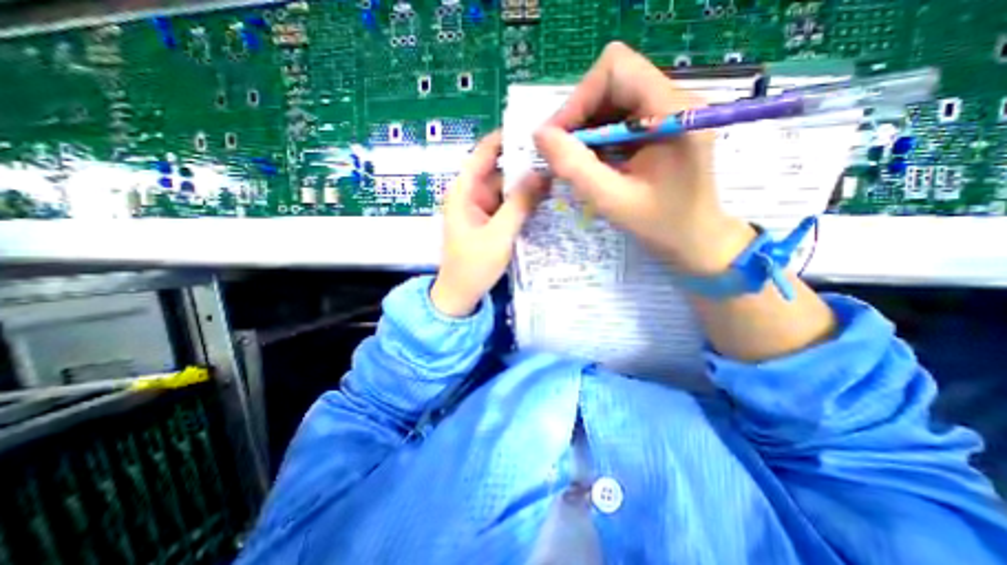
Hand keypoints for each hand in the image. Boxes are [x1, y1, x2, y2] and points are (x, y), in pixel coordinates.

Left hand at [428, 131, 546, 317]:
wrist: (461, 295)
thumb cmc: (473, 265)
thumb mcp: (499, 234)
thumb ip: (519, 203)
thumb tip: (542, 172)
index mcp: (464, 190)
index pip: (484, 152)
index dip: (507, 137)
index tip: (536, 128)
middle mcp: (472, 193)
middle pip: (500, 169)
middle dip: (525, 162)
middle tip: (558, 154)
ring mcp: (482, 207)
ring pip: (507, 187)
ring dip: (528, 183)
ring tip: (558, 172)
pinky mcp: (491, 220)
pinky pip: (509, 204)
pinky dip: (524, 200)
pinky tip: (546, 196)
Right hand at [534, 42, 754, 274]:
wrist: (696, 240)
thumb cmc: (661, 226)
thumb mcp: (613, 200)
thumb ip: (575, 167)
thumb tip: (540, 135)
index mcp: (672, 111)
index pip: (615, 69)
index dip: (578, 99)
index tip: (558, 138)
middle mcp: (674, 100)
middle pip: (612, 80)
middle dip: (579, 115)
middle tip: (562, 153)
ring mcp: (668, 112)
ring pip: (612, 98)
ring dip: (586, 127)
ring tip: (576, 161)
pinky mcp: (661, 126)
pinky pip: (619, 117)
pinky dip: (597, 137)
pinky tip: (594, 163)